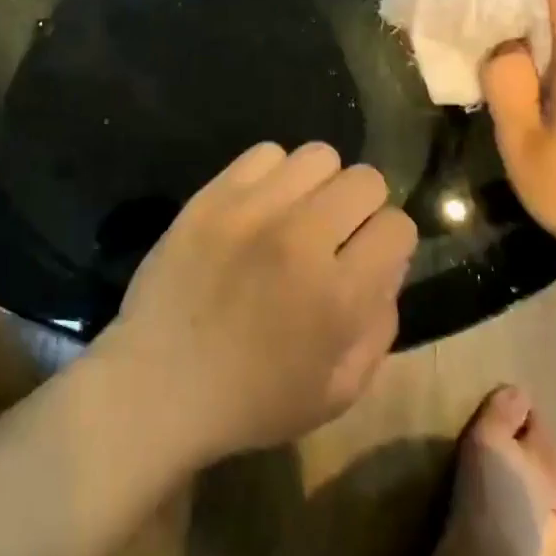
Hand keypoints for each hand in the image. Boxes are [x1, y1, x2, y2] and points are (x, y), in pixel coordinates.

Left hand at [100, 142, 415, 461]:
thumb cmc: (251, 401)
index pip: (398, 227)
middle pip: (366, 180)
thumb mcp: (339, 391)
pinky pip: (265, 153)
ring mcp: (252, 211)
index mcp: (338, 295)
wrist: (156, 386)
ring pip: (319, 156)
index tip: (369, 259)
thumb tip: (386, 265)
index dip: (391, 244)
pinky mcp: (212, 196)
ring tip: (298, 214)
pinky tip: (260, 207)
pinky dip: (273, 175)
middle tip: (336, 234)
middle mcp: (301, 240)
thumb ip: (380, 326)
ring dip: (320, 185)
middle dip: (363, 207)